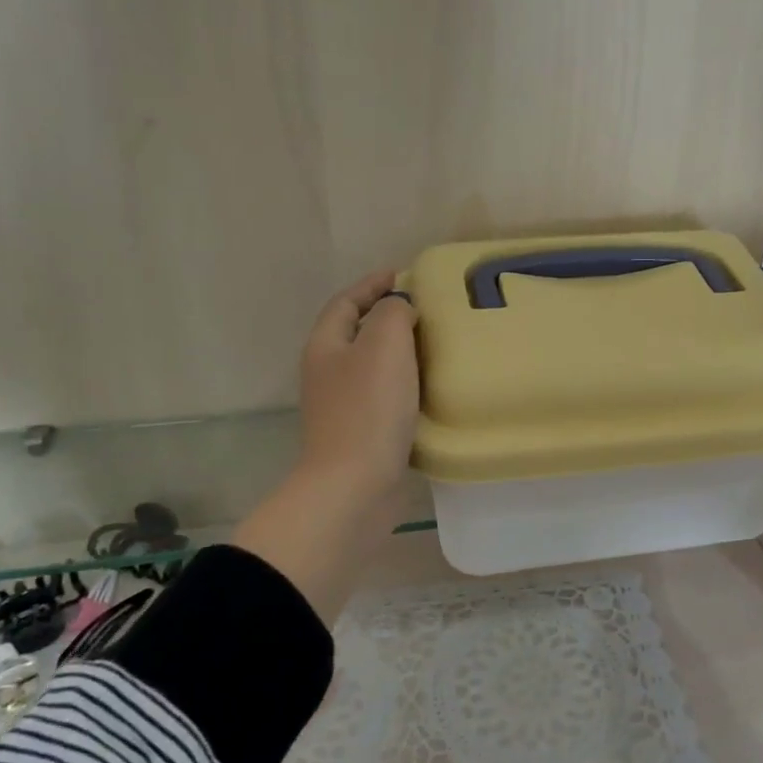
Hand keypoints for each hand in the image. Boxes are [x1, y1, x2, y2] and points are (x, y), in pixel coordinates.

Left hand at [234, 271, 417, 625]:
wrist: (354, 487)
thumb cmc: (368, 409)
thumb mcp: (385, 344)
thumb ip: (394, 313)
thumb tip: (401, 310)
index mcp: (326, 347)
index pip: (346, 303)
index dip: (372, 284)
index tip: (403, 275)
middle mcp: (328, 374)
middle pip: (357, 334)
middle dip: (388, 319)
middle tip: (427, 312)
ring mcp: (342, 408)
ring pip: (373, 368)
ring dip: (400, 355)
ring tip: (437, 348)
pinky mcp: (361, 436)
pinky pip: (385, 399)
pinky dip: (407, 388)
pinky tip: (431, 393)